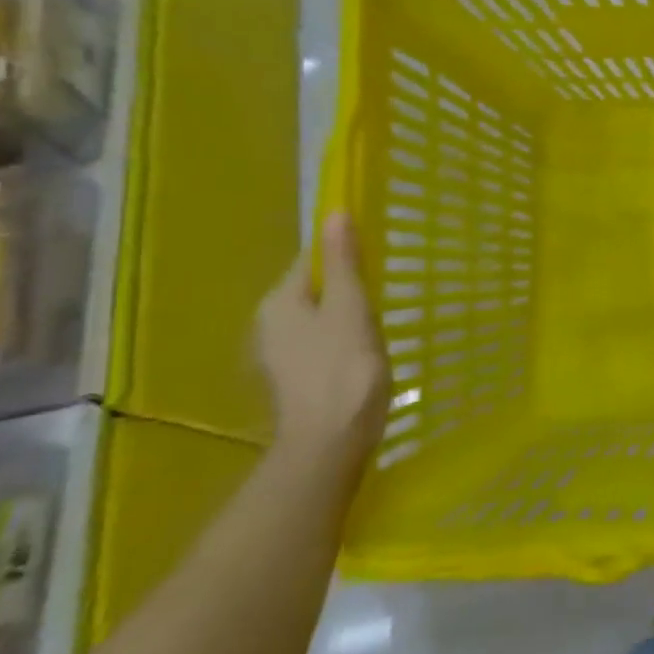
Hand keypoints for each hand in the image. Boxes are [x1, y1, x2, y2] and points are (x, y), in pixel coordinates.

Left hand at [257, 214, 387, 477]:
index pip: (311, 260)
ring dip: (346, 314)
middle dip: (346, 285)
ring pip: (318, 317)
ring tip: (379, 319)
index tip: (377, 255)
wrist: (331, 440)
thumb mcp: (350, 306)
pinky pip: (321, 342)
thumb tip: (334, 213)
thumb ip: (343, 262)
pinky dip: (342, 339)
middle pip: (313, 289)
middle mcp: (269, 324)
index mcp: (279, 301)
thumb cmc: (344, 367)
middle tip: (384, 289)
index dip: (343, 252)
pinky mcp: (296, 378)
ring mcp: (280, 355)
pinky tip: (365, 350)